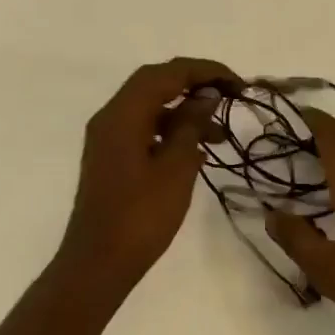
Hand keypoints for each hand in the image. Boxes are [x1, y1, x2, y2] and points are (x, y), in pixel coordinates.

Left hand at [56, 57, 238, 296]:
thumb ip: (190, 125)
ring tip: (221, 133)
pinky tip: (198, 150)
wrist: (98, 264)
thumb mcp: (175, 168)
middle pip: (155, 83)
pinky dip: (171, 130)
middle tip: (229, 95)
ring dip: (184, 111)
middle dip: (194, 84)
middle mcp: (111, 117)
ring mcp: (108, 137)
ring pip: (150, 107)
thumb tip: (205, 95)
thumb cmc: (140, 216)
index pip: (166, 73)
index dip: (204, 70)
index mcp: (122, 114)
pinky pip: (144, 128)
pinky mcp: (112, 157)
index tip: (236, 82)